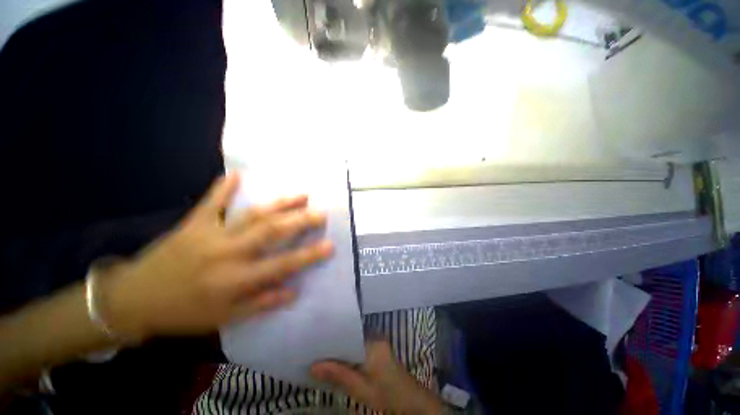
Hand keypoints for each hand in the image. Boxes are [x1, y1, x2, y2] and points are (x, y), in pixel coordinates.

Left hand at [100, 174, 332, 341]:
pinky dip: (223, 188)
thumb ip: (261, 304)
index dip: (308, 255)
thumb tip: (294, 292)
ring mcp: (210, 234)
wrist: (134, 300)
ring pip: (252, 215)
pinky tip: (237, 174)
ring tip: (301, 194)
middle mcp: (227, 254)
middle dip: (300, 221)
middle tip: (321, 213)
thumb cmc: (184, 312)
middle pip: (271, 232)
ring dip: (279, 203)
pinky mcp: (192, 224)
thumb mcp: (224, 318)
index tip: (330, 245)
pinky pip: (210, 203)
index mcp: (235, 280)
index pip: (282, 265)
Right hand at [311, 339, 443, 414]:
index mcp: (372, 342)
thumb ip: (338, 375)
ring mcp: (377, 342)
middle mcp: (375, 336)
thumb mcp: (360, 388)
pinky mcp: (378, 349)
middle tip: (315, 349)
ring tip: (321, 354)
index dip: (332, 337)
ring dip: (341, 349)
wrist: (410, 402)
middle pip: (350, 336)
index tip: (315, 341)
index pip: (348, 333)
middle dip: (334, 344)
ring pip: (353, 342)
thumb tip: (312, 366)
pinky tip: (337, 360)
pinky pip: (359, 347)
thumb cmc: (386, 394)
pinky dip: (349, 353)